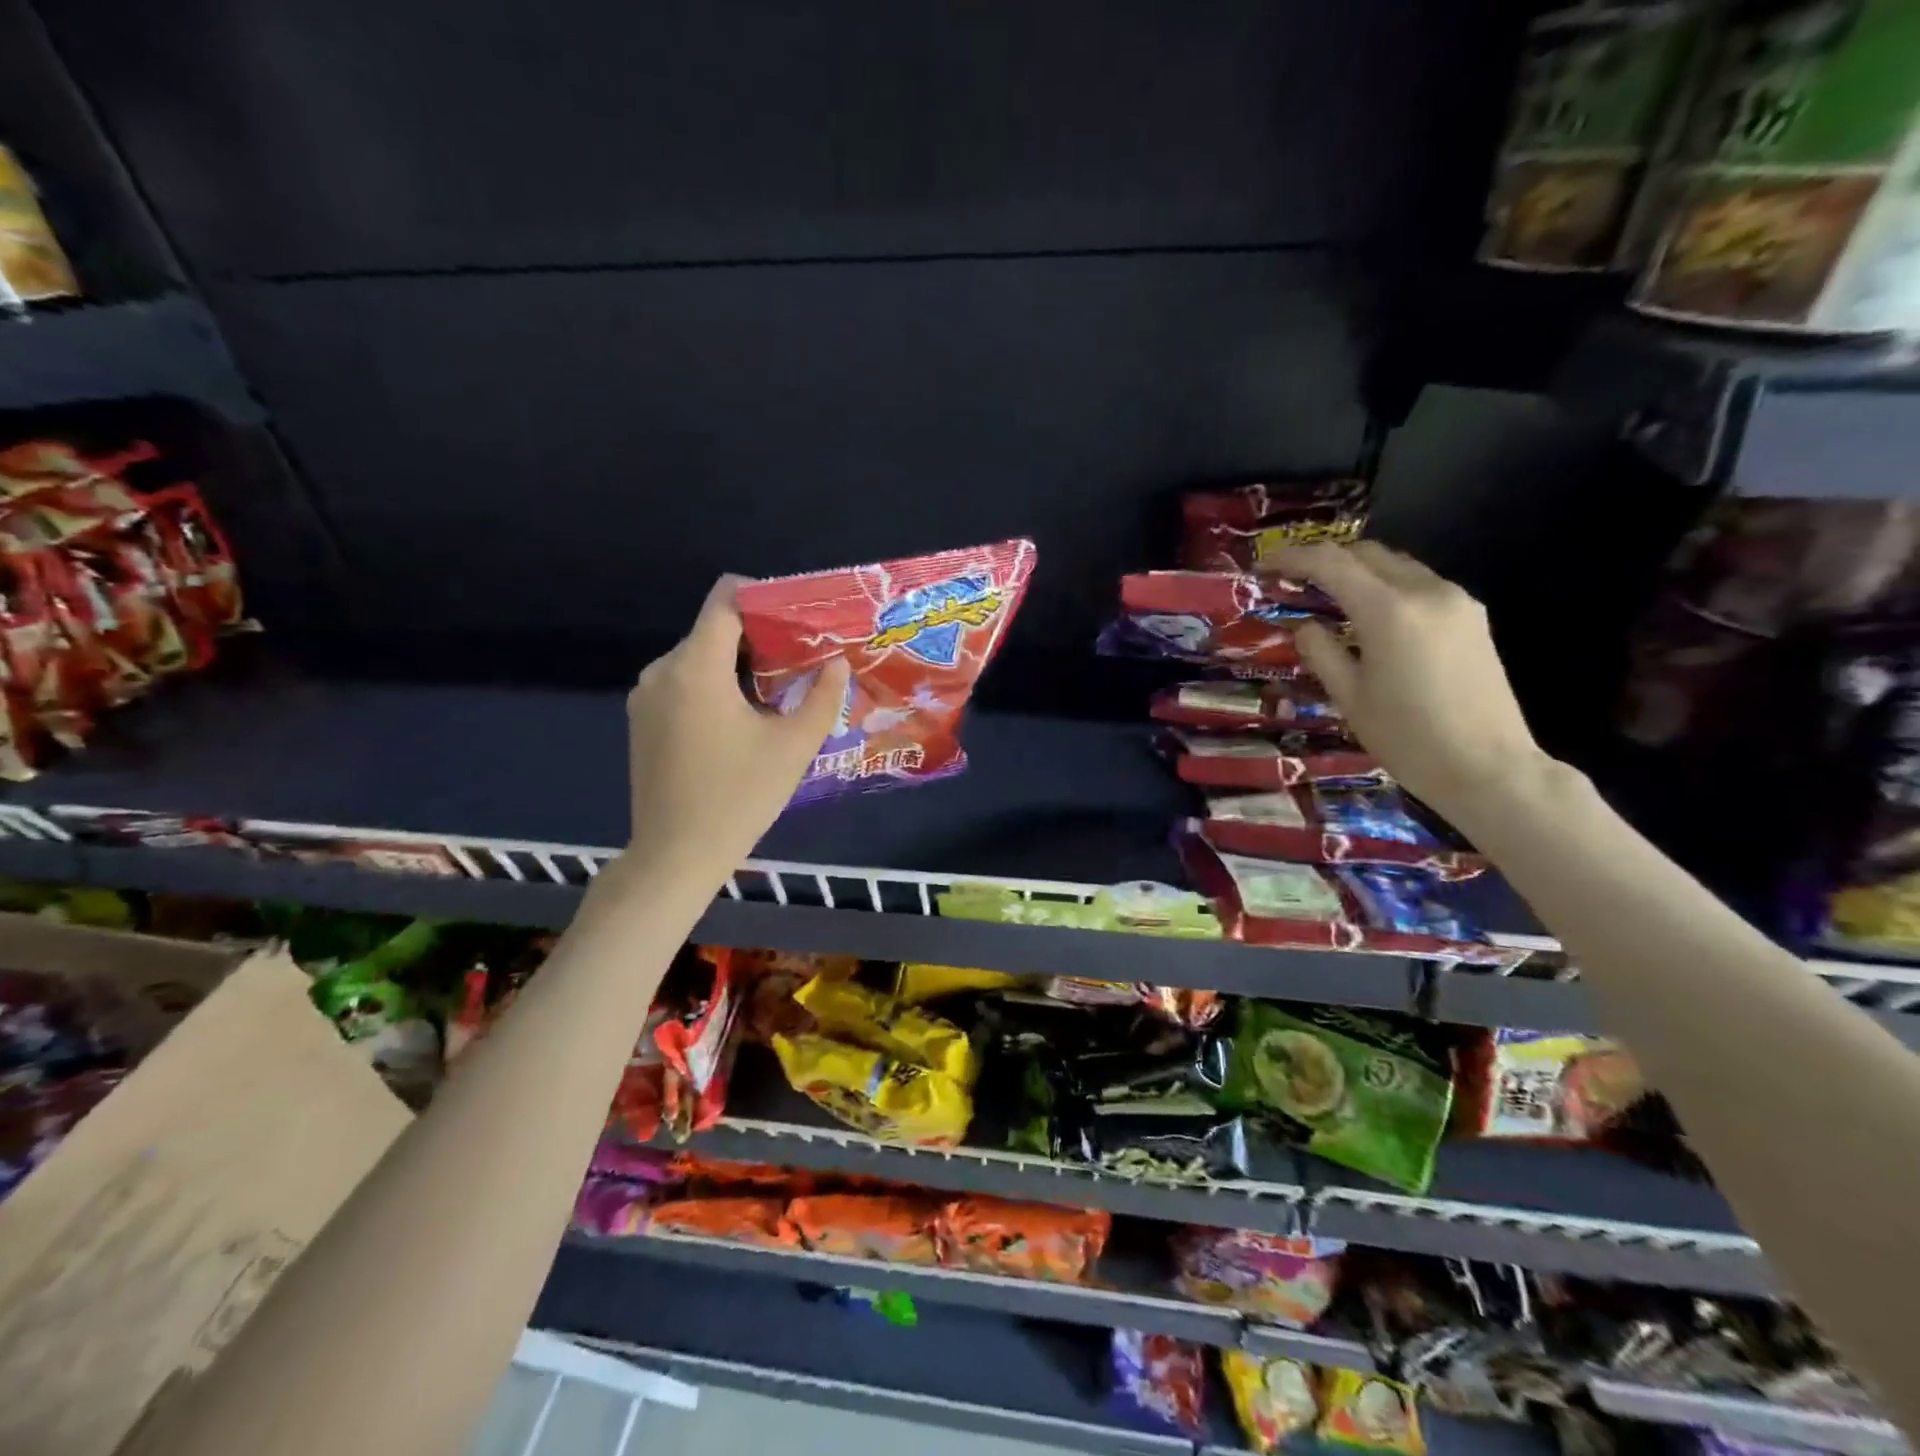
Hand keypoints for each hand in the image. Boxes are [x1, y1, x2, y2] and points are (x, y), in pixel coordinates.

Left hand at [621, 576, 848, 888]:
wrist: (676, 856)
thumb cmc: (738, 798)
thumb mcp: (793, 747)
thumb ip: (822, 697)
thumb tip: (836, 662)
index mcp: (696, 668)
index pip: (725, 598)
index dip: (763, 594)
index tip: (797, 617)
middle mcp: (662, 670)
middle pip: (714, 628)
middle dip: (759, 636)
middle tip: (802, 659)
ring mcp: (646, 696)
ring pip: (700, 657)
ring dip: (738, 664)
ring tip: (778, 691)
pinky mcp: (642, 720)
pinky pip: (684, 682)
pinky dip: (715, 686)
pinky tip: (743, 718)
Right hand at [1266, 541, 1550, 825]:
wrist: (1488, 768)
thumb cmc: (1407, 738)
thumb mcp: (1349, 697)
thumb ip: (1321, 652)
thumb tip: (1305, 626)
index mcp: (1389, 611)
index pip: (1331, 563)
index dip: (1292, 558)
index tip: (1264, 566)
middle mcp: (1426, 592)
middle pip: (1367, 553)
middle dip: (1326, 559)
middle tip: (1293, 581)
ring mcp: (1456, 601)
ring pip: (1397, 565)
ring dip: (1358, 572)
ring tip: (1328, 597)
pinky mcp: (1473, 617)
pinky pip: (1419, 585)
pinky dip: (1386, 588)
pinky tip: (1369, 616)